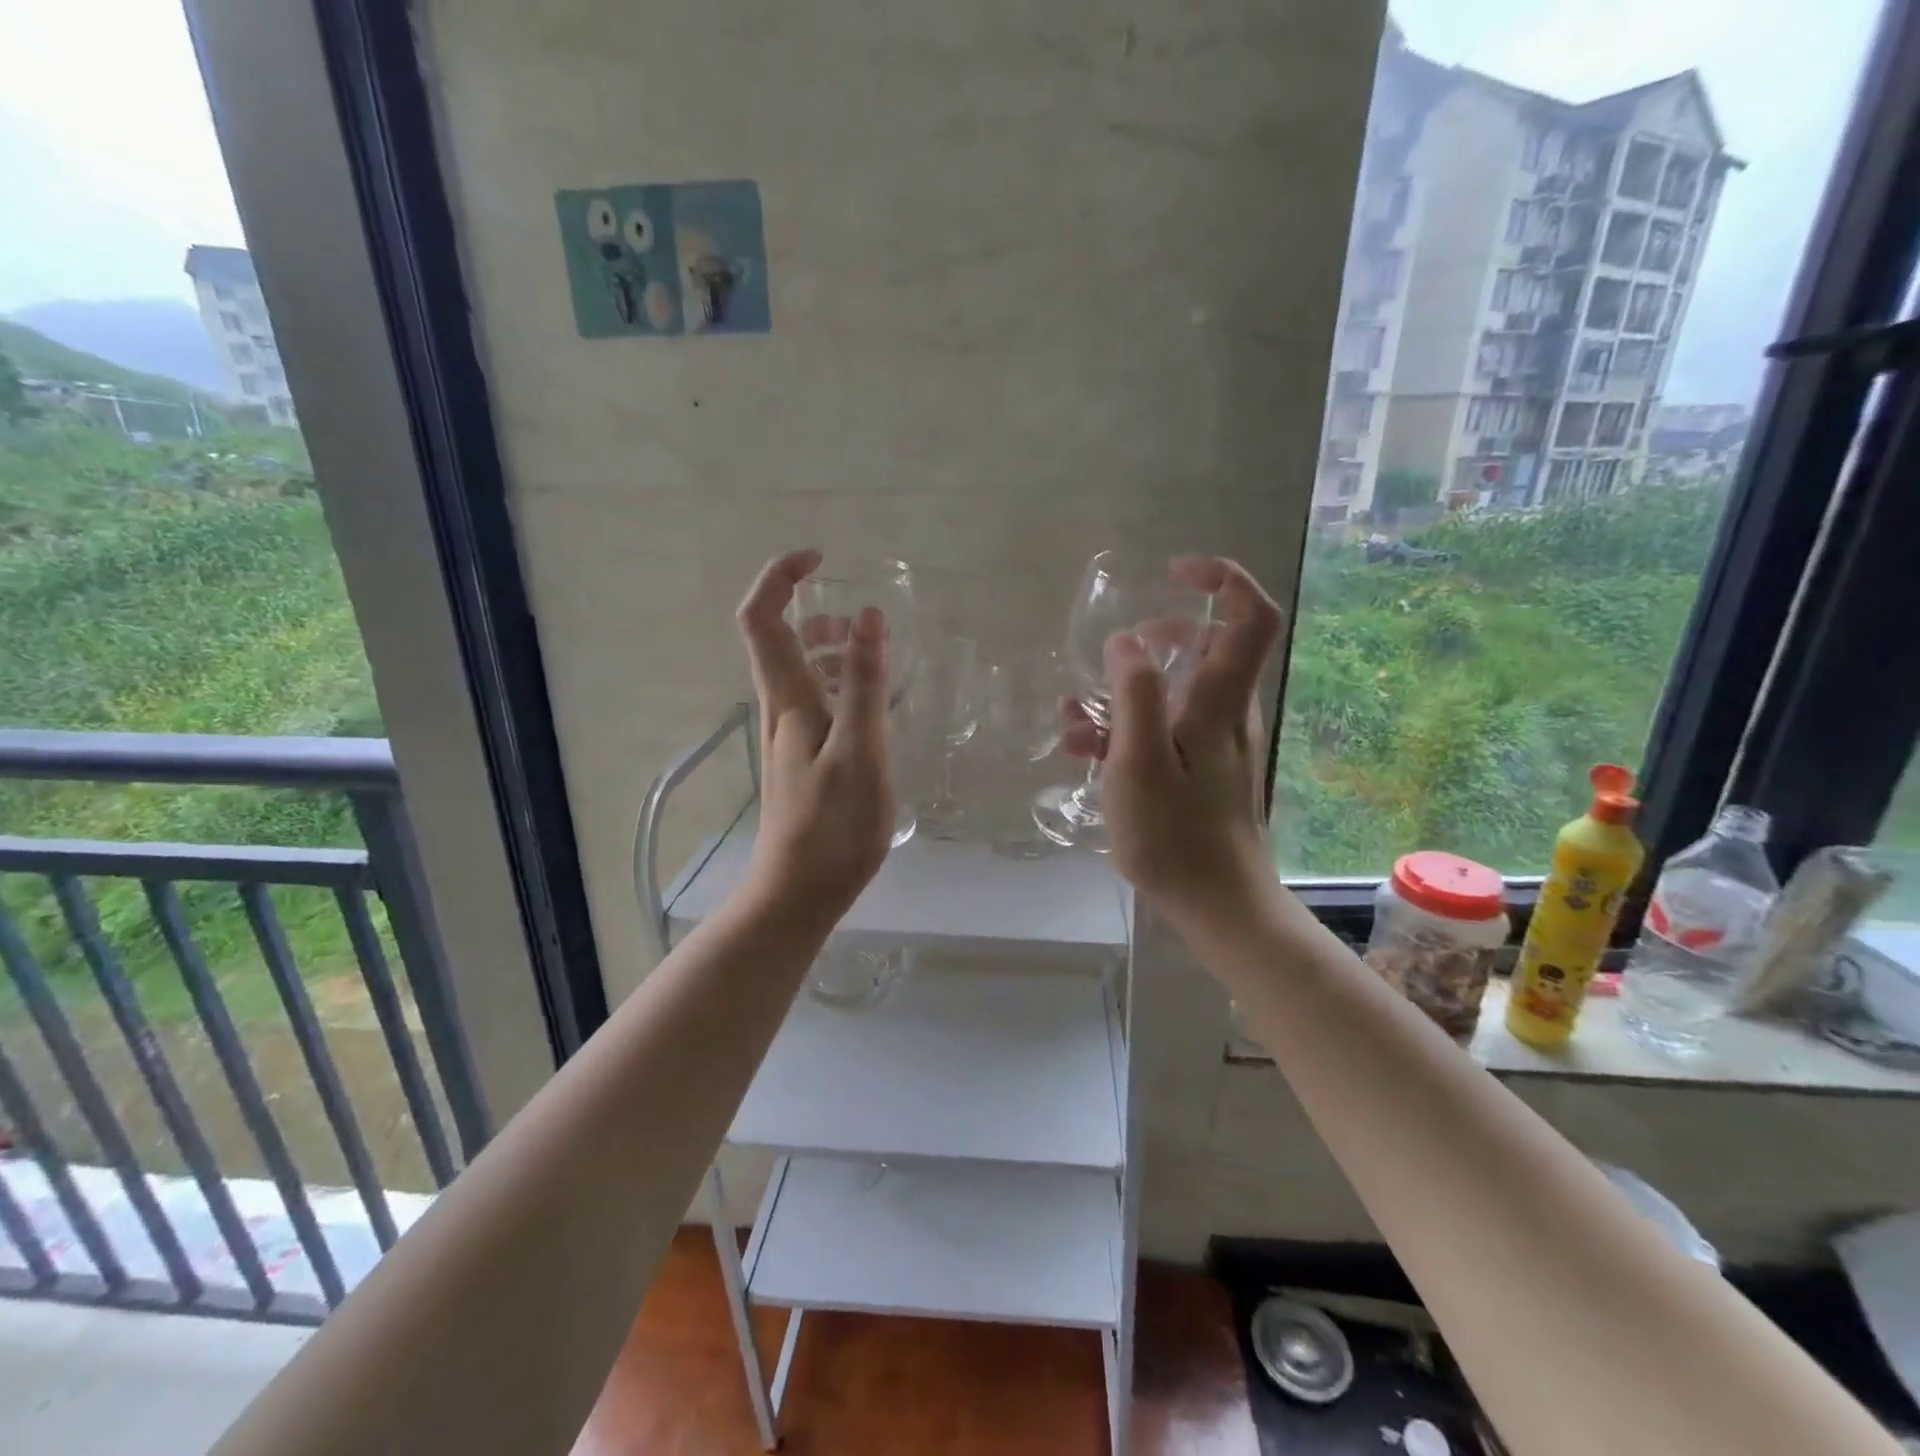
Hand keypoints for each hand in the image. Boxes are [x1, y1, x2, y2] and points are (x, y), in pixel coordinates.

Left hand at [735, 550, 893, 918]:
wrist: (798, 892)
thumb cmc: (832, 825)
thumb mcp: (859, 750)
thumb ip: (865, 683)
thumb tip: (869, 615)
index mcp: (787, 698)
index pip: (762, 618)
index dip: (780, 577)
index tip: (820, 559)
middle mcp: (780, 708)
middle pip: (779, 639)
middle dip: (816, 611)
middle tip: (864, 621)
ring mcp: (790, 736)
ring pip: (801, 672)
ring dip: (833, 649)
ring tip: (877, 656)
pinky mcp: (803, 759)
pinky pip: (818, 702)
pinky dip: (843, 686)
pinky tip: (874, 707)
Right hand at [1061, 556, 1284, 922]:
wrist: (1219, 906)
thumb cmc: (1176, 836)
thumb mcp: (1140, 763)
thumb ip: (1135, 696)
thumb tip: (1126, 642)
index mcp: (1220, 702)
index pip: (1250, 617)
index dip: (1222, 579)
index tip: (1174, 574)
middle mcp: (1226, 714)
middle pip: (1209, 647)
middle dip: (1161, 636)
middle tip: (1118, 650)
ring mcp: (1215, 744)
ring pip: (1178, 692)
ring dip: (1128, 691)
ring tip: (1075, 715)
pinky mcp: (1201, 771)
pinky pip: (1166, 729)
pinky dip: (1128, 727)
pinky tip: (1082, 748)